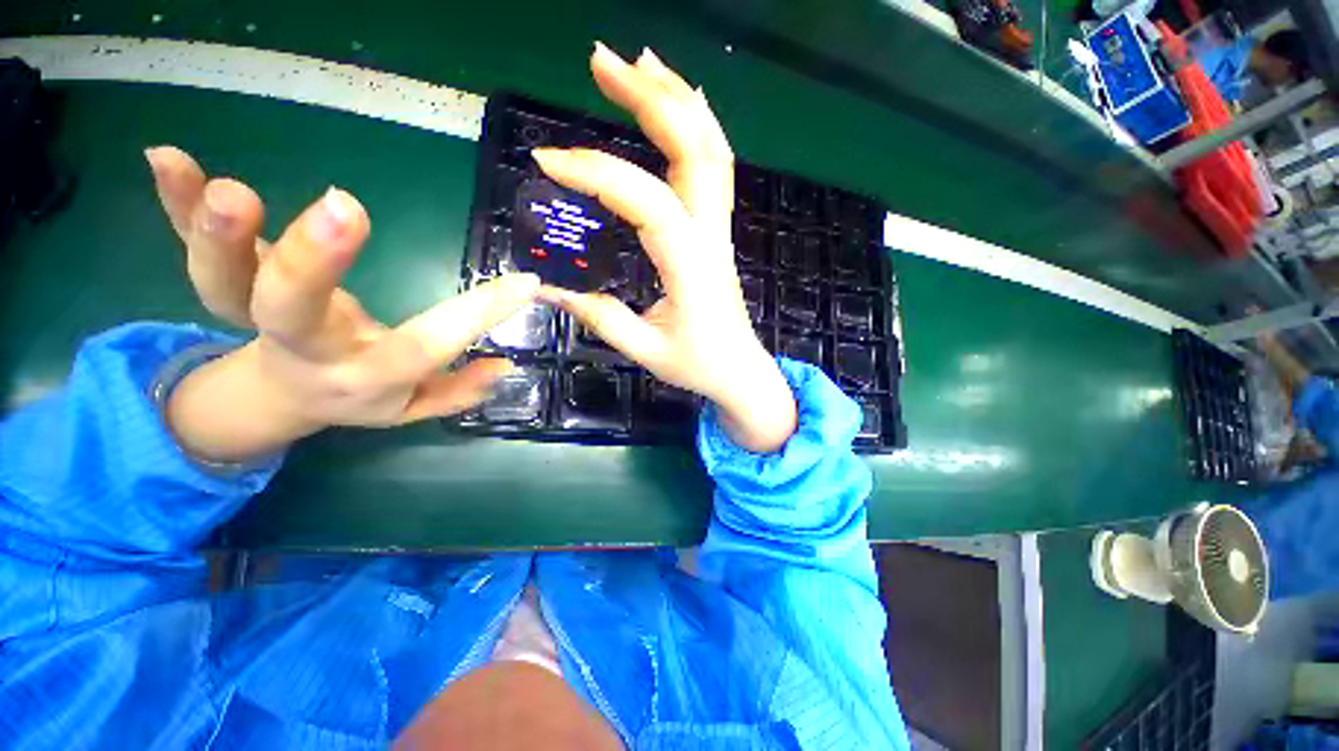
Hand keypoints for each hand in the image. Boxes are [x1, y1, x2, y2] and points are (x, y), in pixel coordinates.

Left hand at [146, 147, 538, 461]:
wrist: (284, 396)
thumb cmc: (359, 394)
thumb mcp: (413, 407)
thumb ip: (456, 390)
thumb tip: (503, 366)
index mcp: (364, 377)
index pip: (425, 347)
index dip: (477, 316)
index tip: (524, 284)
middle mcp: (308, 350)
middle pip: (293, 313)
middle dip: (312, 264)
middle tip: (346, 207)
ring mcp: (258, 316)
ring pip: (225, 283)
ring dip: (217, 234)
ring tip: (227, 188)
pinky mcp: (231, 283)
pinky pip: (191, 247)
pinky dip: (174, 204)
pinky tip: (167, 158)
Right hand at [534, 44, 796, 452]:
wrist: (741, 371)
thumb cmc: (699, 366)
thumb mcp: (645, 350)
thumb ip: (600, 317)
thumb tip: (547, 288)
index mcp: (691, 266)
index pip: (647, 201)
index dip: (597, 173)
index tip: (546, 162)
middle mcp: (710, 236)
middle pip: (694, 148)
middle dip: (649, 98)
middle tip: (600, 60)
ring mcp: (718, 230)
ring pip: (710, 150)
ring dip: (676, 100)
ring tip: (636, 64)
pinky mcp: (715, 232)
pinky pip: (712, 169)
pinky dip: (694, 128)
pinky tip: (676, 106)